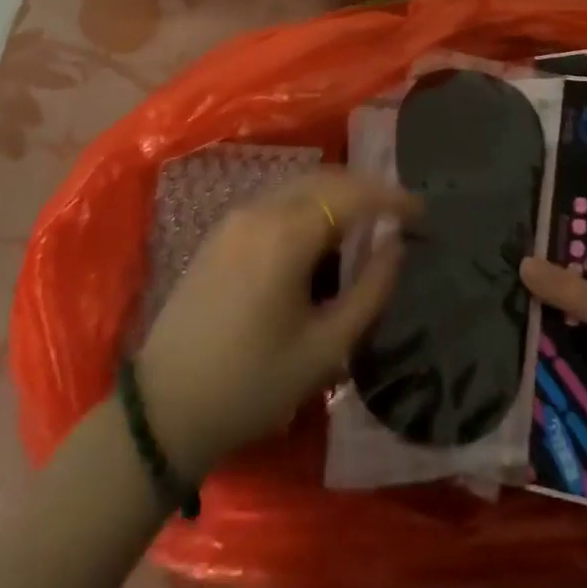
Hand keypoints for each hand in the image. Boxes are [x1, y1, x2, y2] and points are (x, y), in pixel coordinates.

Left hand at [134, 169, 418, 479]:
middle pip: (326, 179)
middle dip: (367, 189)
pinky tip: (321, 234)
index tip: (422, 213)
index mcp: (286, 235)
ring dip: (338, 194)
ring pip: (300, 185)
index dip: (391, 197)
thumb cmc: (252, 385)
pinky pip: (278, 199)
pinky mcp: (222, 230)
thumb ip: (369, 291)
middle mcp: (261, 210)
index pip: (351, 194)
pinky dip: (310, 203)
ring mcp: (237, 216)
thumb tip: (396, 245)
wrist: (164, 408)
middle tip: (399, 215)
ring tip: (367, 223)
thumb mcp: (324, 350)